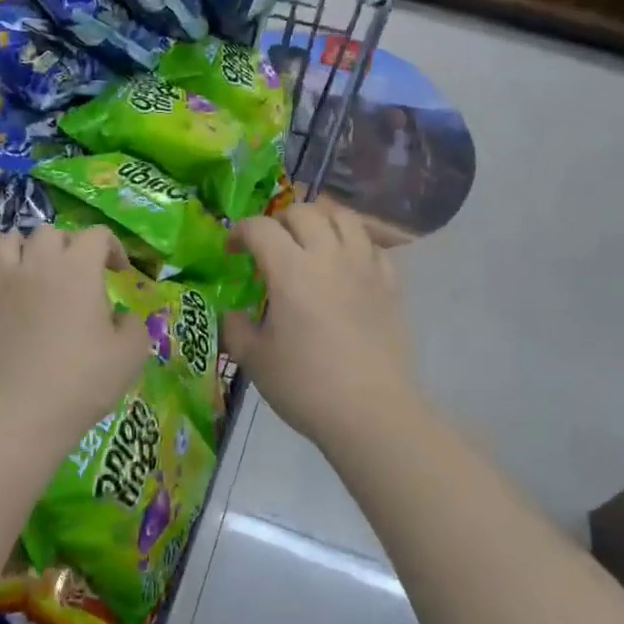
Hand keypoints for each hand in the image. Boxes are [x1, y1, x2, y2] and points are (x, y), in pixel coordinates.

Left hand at [0, 226, 152, 451]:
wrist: (23, 413)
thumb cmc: (83, 381)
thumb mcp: (131, 354)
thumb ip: (133, 325)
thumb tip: (122, 317)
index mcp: (78, 269)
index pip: (96, 234)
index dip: (113, 248)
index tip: (120, 273)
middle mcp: (37, 264)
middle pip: (50, 232)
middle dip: (67, 245)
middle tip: (76, 273)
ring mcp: (0, 282)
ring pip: (7, 241)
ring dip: (24, 250)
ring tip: (33, 272)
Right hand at [223, 202, 420, 454]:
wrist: (371, 412)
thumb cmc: (306, 385)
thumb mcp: (255, 360)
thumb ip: (236, 328)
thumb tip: (233, 314)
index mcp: (290, 270)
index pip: (260, 228)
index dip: (240, 232)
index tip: (232, 251)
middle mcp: (329, 256)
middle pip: (304, 211)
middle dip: (279, 220)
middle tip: (271, 244)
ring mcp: (365, 266)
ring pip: (344, 216)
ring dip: (321, 218)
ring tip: (310, 237)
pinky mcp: (391, 283)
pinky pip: (372, 244)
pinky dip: (354, 242)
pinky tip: (346, 263)